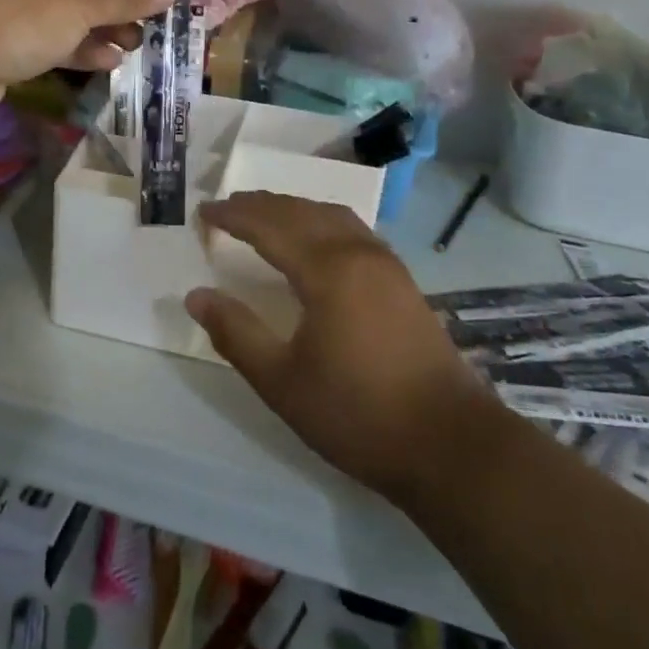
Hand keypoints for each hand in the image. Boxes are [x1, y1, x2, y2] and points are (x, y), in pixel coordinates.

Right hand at [187, 193, 497, 502]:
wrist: (450, 444)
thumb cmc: (357, 414)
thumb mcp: (282, 381)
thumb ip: (236, 333)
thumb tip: (197, 296)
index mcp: (328, 270)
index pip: (270, 226)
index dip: (233, 215)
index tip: (204, 212)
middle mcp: (358, 253)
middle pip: (301, 212)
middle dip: (260, 205)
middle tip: (226, 207)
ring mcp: (387, 265)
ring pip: (332, 216)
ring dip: (293, 208)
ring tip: (264, 215)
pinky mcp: (403, 282)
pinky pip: (353, 230)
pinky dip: (321, 221)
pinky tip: (316, 240)